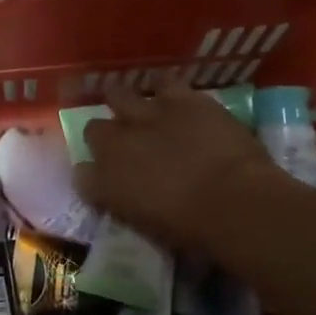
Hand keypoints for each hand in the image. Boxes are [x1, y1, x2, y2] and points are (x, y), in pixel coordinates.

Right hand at [75, 83, 284, 254]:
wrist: (233, 202)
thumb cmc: (195, 232)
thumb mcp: (152, 230)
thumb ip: (132, 207)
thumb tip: (132, 198)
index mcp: (107, 185)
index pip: (82, 175)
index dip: (92, 175)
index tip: (103, 180)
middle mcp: (117, 144)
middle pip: (93, 129)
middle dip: (105, 135)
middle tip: (124, 142)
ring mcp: (146, 115)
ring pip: (118, 96)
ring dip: (126, 103)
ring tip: (141, 110)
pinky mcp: (179, 99)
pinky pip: (163, 82)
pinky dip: (164, 88)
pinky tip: (171, 93)